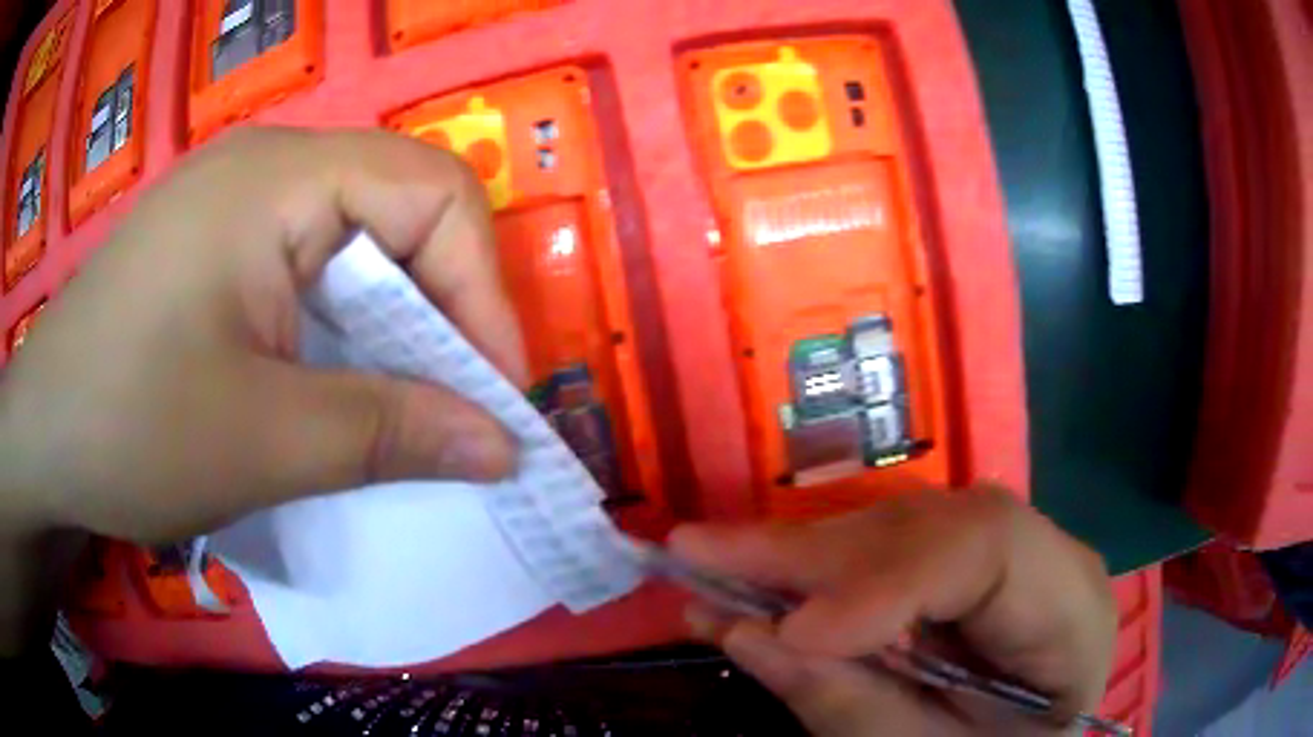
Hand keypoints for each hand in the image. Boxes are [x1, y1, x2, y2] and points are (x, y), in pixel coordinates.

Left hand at [0, 127, 526, 649]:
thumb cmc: (129, 426)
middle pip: (399, 211)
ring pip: (355, 243)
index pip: (434, 193)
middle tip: (455, 408)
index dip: (481, 291)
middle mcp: (266, 168)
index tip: (494, 396)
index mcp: (280, 178)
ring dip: (391, 326)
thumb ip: (391, 433)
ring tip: (400, 406)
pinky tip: (331, 385)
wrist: (39, 438)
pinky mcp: (215, 248)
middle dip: (441, 311)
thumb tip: (502, 446)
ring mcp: (235, 205)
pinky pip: (307, 268)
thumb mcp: (264, 441)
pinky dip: (341, 329)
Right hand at [670, 487, 1116, 735]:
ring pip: (900, 528)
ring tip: (711, 560)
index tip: (794, 630)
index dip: (887, 580)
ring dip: (801, 554)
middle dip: (814, 552)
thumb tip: (751, 636)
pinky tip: (759, 575)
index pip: (989, 549)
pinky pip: (887, 553)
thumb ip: (854, 710)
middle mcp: (1044, 561)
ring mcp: (1004, 559)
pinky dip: (817, 570)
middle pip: (932, 527)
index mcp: (1070, 614)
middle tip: (699, 555)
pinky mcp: (963, 571)